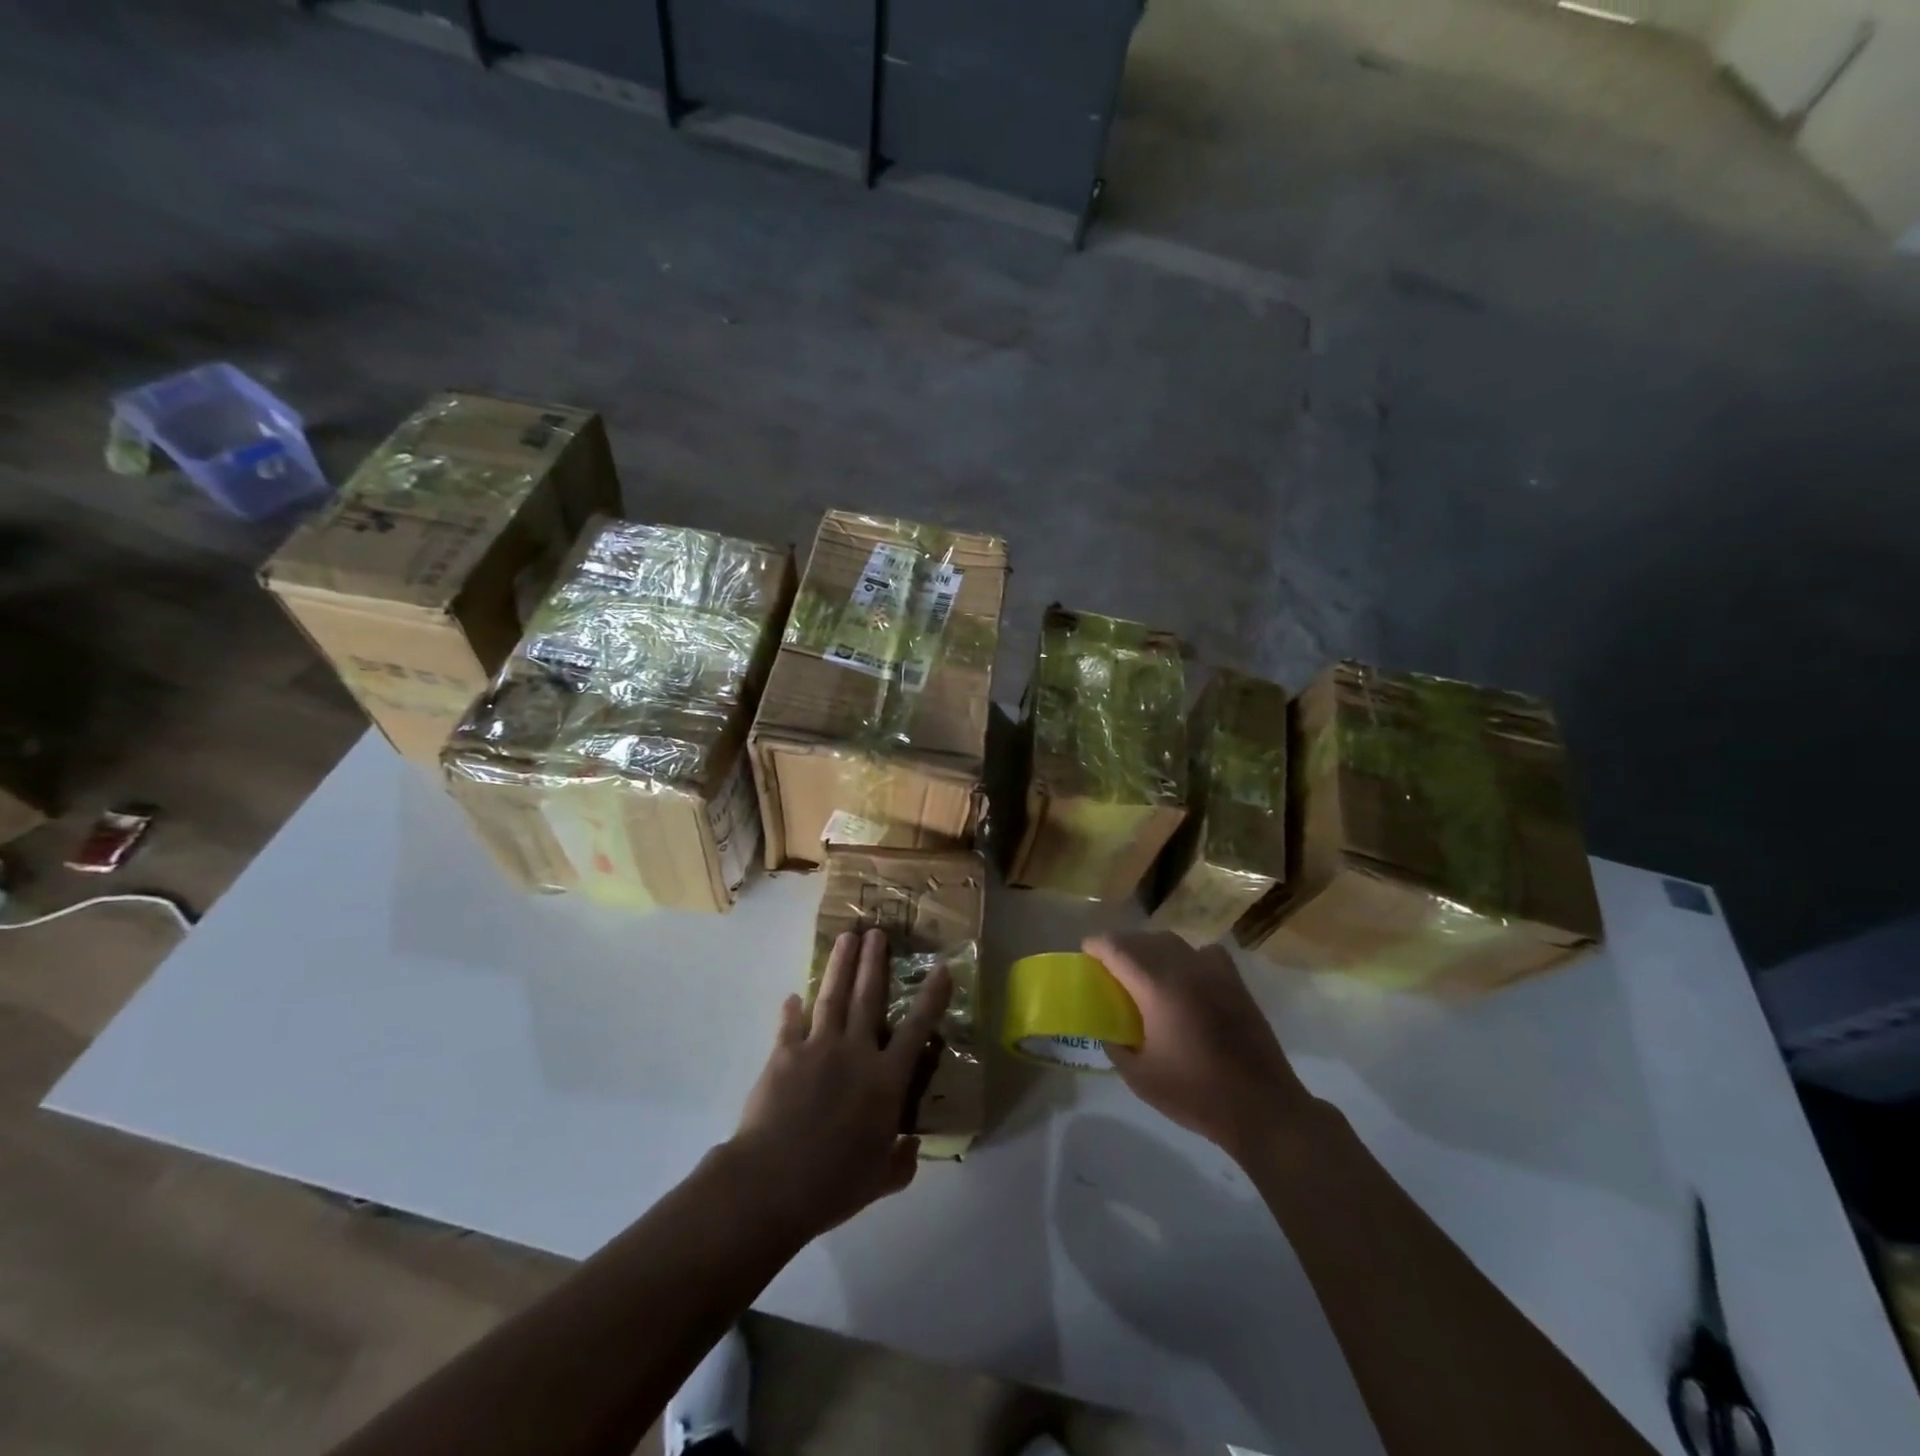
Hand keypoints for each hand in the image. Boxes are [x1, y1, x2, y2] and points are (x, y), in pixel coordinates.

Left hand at [730, 928, 950, 1239]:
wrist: (772, 1182)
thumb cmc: (834, 1184)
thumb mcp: (880, 1181)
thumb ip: (901, 1162)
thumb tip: (911, 1147)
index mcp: (886, 1081)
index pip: (917, 1030)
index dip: (931, 997)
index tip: (942, 968)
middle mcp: (856, 1053)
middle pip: (868, 997)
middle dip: (874, 962)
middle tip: (877, 932)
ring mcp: (818, 1048)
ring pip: (832, 997)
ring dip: (840, 966)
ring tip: (846, 938)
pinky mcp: (784, 1054)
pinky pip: (790, 1025)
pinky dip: (792, 1010)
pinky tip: (792, 997)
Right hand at [1085, 930, 1322, 1160]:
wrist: (1262, 1107)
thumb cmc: (1196, 1094)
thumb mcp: (1140, 1078)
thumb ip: (1116, 1047)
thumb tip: (1109, 1030)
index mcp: (1157, 987)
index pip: (1118, 949)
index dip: (1097, 946)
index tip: (1085, 952)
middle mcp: (1184, 968)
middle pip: (1144, 940)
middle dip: (1121, 946)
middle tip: (1109, 966)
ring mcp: (1214, 972)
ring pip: (1173, 942)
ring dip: (1152, 948)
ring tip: (1143, 970)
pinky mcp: (1235, 983)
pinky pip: (1204, 953)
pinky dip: (1187, 956)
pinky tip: (1186, 977)